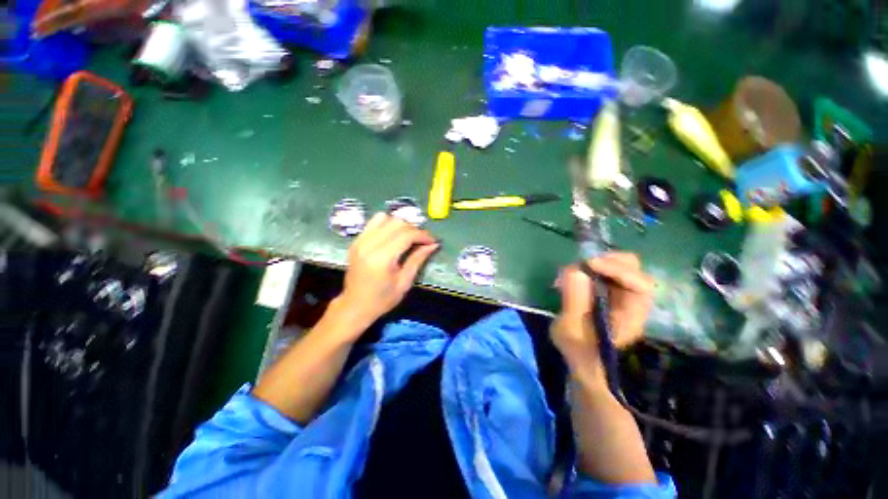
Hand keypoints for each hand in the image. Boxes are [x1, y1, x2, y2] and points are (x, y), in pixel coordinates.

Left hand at [336, 213, 438, 327]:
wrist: (355, 306)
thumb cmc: (382, 299)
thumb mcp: (404, 282)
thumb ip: (418, 259)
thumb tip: (433, 244)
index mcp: (381, 258)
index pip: (406, 235)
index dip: (422, 235)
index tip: (433, 241)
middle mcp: (369, 245)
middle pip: (397, 223)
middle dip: (413, 229)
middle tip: (422, 241)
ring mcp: (360, 240)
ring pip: (385, 218)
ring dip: (400, 225)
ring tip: (408, 237)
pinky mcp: (356, 240)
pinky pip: (374, 222)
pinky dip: (387, 224)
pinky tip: (393, 236)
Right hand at [551, 252, 654, 372]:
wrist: (581, 359)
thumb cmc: (577, 349)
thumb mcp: (571, 328)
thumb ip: (574, 300)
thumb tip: (576, 270)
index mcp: (631, 315)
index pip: (640, 284)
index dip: (617, 270)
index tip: (589, 265)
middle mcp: (632, 301)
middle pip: (634, 269)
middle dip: (607, 261)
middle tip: (582, 265)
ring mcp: (621, 295)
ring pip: (619, 266)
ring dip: (596, 264)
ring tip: (573, 272)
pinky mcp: (609, 291)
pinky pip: (605, 271)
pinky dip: (589, 269)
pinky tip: (574, 277)